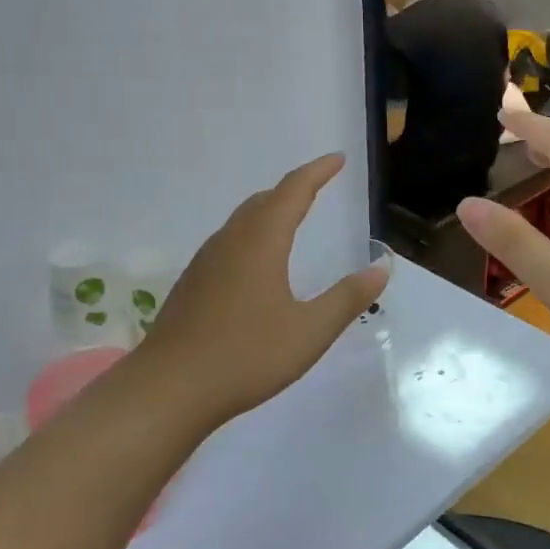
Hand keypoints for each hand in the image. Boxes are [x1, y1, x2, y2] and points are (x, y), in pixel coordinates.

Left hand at [137, 153, 388, 425]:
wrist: (168, 389)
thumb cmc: (245, 356)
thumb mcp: (309, 331)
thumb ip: (348, 298)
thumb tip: (381, 267)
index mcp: (261, 242)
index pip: (293, 191)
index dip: (317, 171)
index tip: (338, 159)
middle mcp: (230, 241)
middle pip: (264, 201)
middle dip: (294, 189)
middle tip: (319, 186)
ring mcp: (206, 262)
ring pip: (242, 221)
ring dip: (270, 210)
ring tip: (292, 217)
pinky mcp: (192, 284)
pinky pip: (228, 242)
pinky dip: (252, 234)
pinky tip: (257, 263)